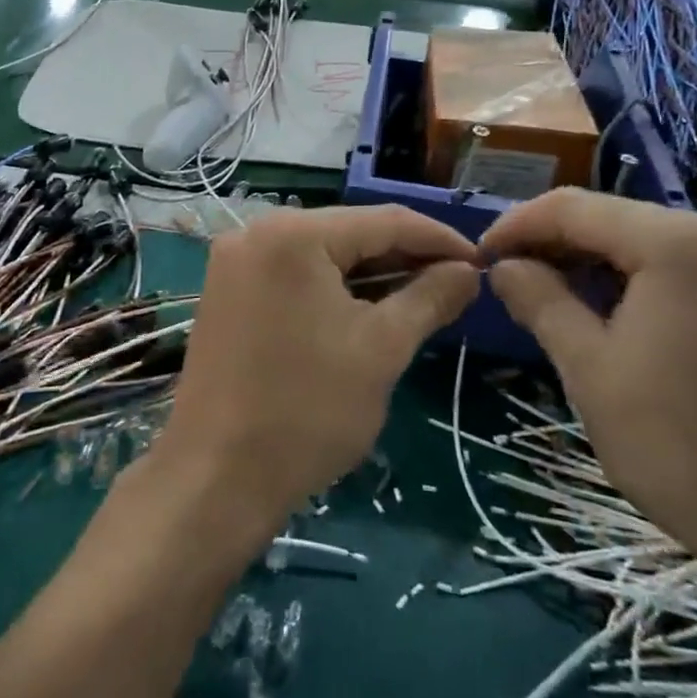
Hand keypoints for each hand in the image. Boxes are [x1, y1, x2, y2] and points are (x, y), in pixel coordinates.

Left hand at [152, 207, 479, 535]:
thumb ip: (429, 298)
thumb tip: (468, 271)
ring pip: (321, 252)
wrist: (215, 477)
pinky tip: (366, 307)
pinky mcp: (226, 290)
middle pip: (349, 231)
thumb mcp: (381, 349)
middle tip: (455, 283)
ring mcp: (235, 260)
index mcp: (294, 234)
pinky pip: (294, 272)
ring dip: (371, 271)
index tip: (481, 262)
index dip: (438, 238)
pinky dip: (333, 286)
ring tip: (420, 296)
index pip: (384, 220)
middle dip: (405, 255)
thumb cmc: (307, 411)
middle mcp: (256, 230)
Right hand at [481, 192, 696, 572]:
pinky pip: (691, 271)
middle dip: (558, 244)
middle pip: (619, 220)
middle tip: (511, 280)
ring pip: (655, 245)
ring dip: (598, 263)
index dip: (518, 225)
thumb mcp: (589, 369)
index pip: (575, 208)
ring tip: (554, 298)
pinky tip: (616, 315)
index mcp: (680, 243)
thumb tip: (504, 266)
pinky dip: (642, 282)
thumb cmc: (681, 446)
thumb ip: (540, 301)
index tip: (480, 256)